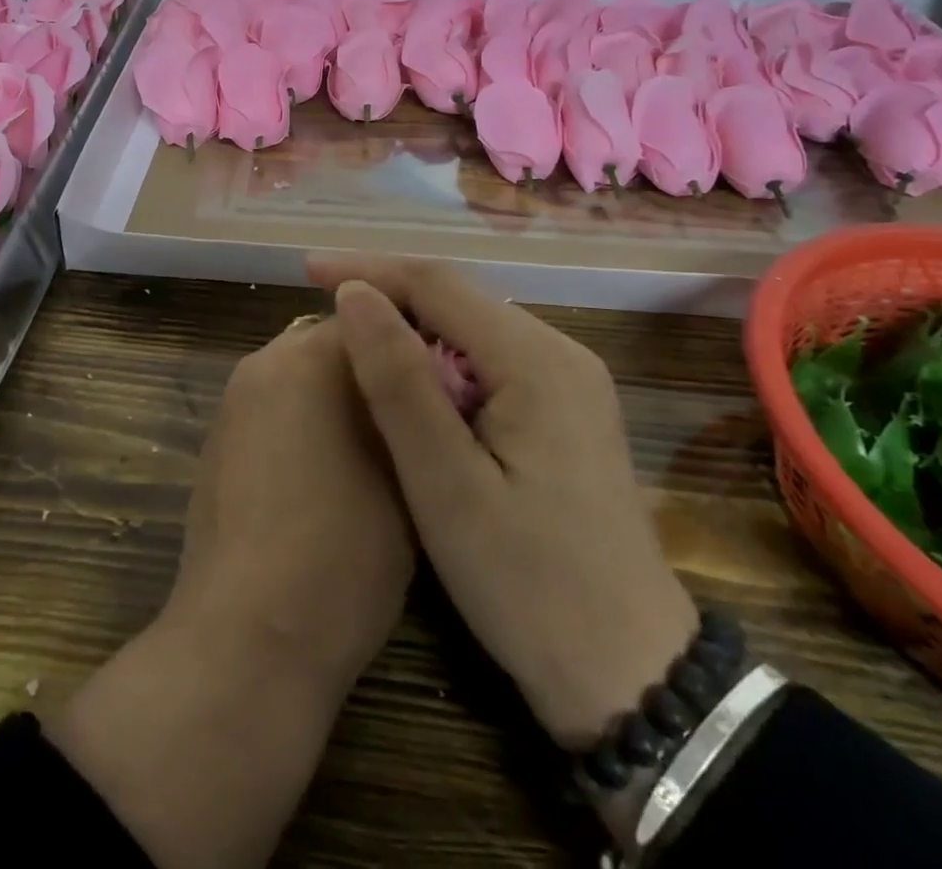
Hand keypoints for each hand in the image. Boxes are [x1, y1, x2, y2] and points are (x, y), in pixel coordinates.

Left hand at [48, 315, 411, 868]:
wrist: (246, 639)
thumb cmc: (342, 555)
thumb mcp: (406, 474)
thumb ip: (411, 408)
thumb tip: (419, 380)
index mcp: (310, 357)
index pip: (373, 314)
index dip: (412, 344)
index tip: (441, 380)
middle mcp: (264, 361)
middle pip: (331, 340)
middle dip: (372, 364)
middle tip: (412, 413)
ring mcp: (234, 400)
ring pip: (300, 372)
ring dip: (335, 392)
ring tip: (373, 446)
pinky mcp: (218, 438)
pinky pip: (273, 404)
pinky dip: (302, 419)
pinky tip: (324, 472)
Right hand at [310, 255, 698, 749]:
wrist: (632, 672)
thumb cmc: (528, 584)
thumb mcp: (446, 485)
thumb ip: (399, 383)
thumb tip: (354, 295)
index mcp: (535, 360)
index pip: (437, 284)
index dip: (368, 270)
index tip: (309, 270)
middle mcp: (560, 352)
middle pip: (458, 298)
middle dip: (389, 292)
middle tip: (322, 302)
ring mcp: (570, 380)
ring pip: (474, 326)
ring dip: (412, 324)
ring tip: (353, 335)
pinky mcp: (568, 410)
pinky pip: (492, 358)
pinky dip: (442, 358)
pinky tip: (411, 381)